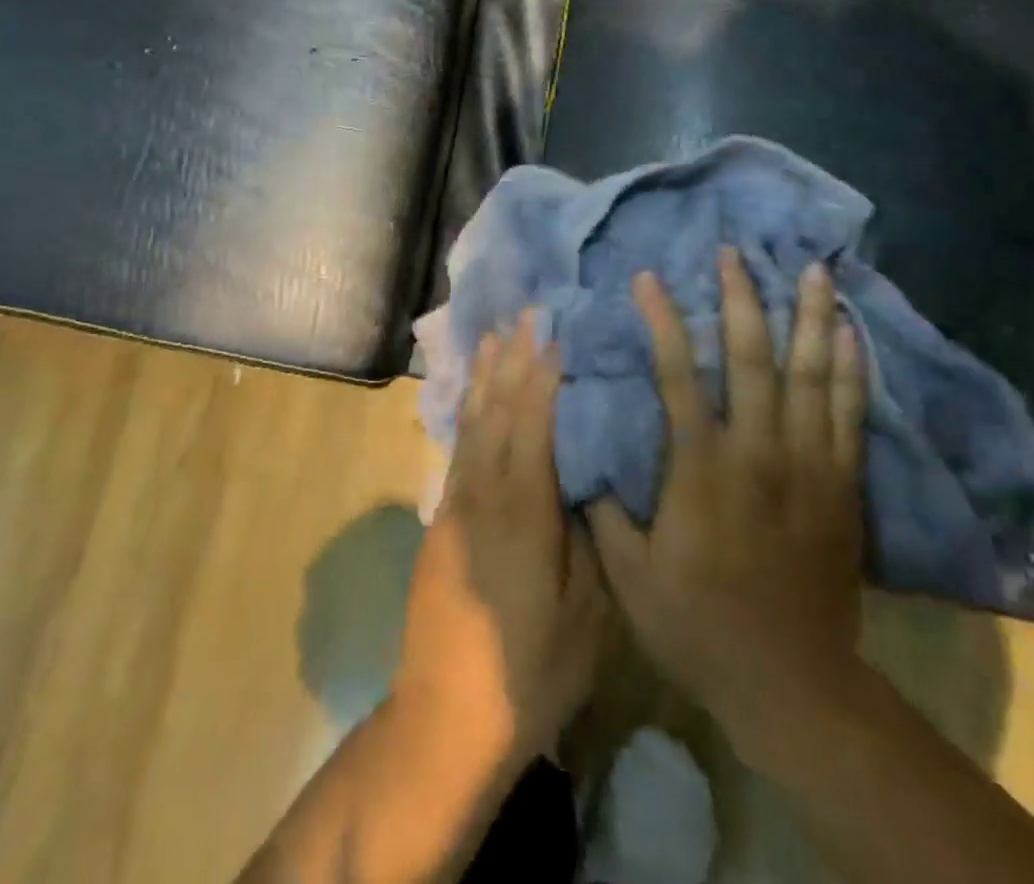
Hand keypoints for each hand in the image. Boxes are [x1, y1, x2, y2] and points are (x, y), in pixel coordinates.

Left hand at [392, 311, 608, 768]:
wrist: (447, 717)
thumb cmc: (531, 670)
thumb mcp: (587, 615)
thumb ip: (591, 537)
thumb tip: (592, 478)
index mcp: (522, 510)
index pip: (532, 422)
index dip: (543, 374)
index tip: (555, 333)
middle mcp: (482, 494)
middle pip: (496, 410)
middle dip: (512, 359)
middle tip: (525, 315)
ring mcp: (455, 506)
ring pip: (471, 423)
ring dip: (483, 376)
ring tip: (493, 336)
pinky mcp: (441, 521)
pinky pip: (459, 447)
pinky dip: (468, 411)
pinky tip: (473, 398)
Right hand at [589, 251, 868, 762]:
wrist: (792, 682)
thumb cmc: (698, 624)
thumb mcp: (629, 574)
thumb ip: (605, 509)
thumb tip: (582, 456)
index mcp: (700, 466)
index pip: (676, 373)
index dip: (661, 320)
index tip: (648, 278)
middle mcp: (757, 450)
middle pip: (750, 356)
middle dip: (740, 298)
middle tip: (734, 253)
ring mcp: (806, 464)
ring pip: (810, 374)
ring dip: (807, 317)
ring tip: (811, 268)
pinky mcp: (840, 484)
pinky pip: (849, 413)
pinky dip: (850, 369)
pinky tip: (848, 333)